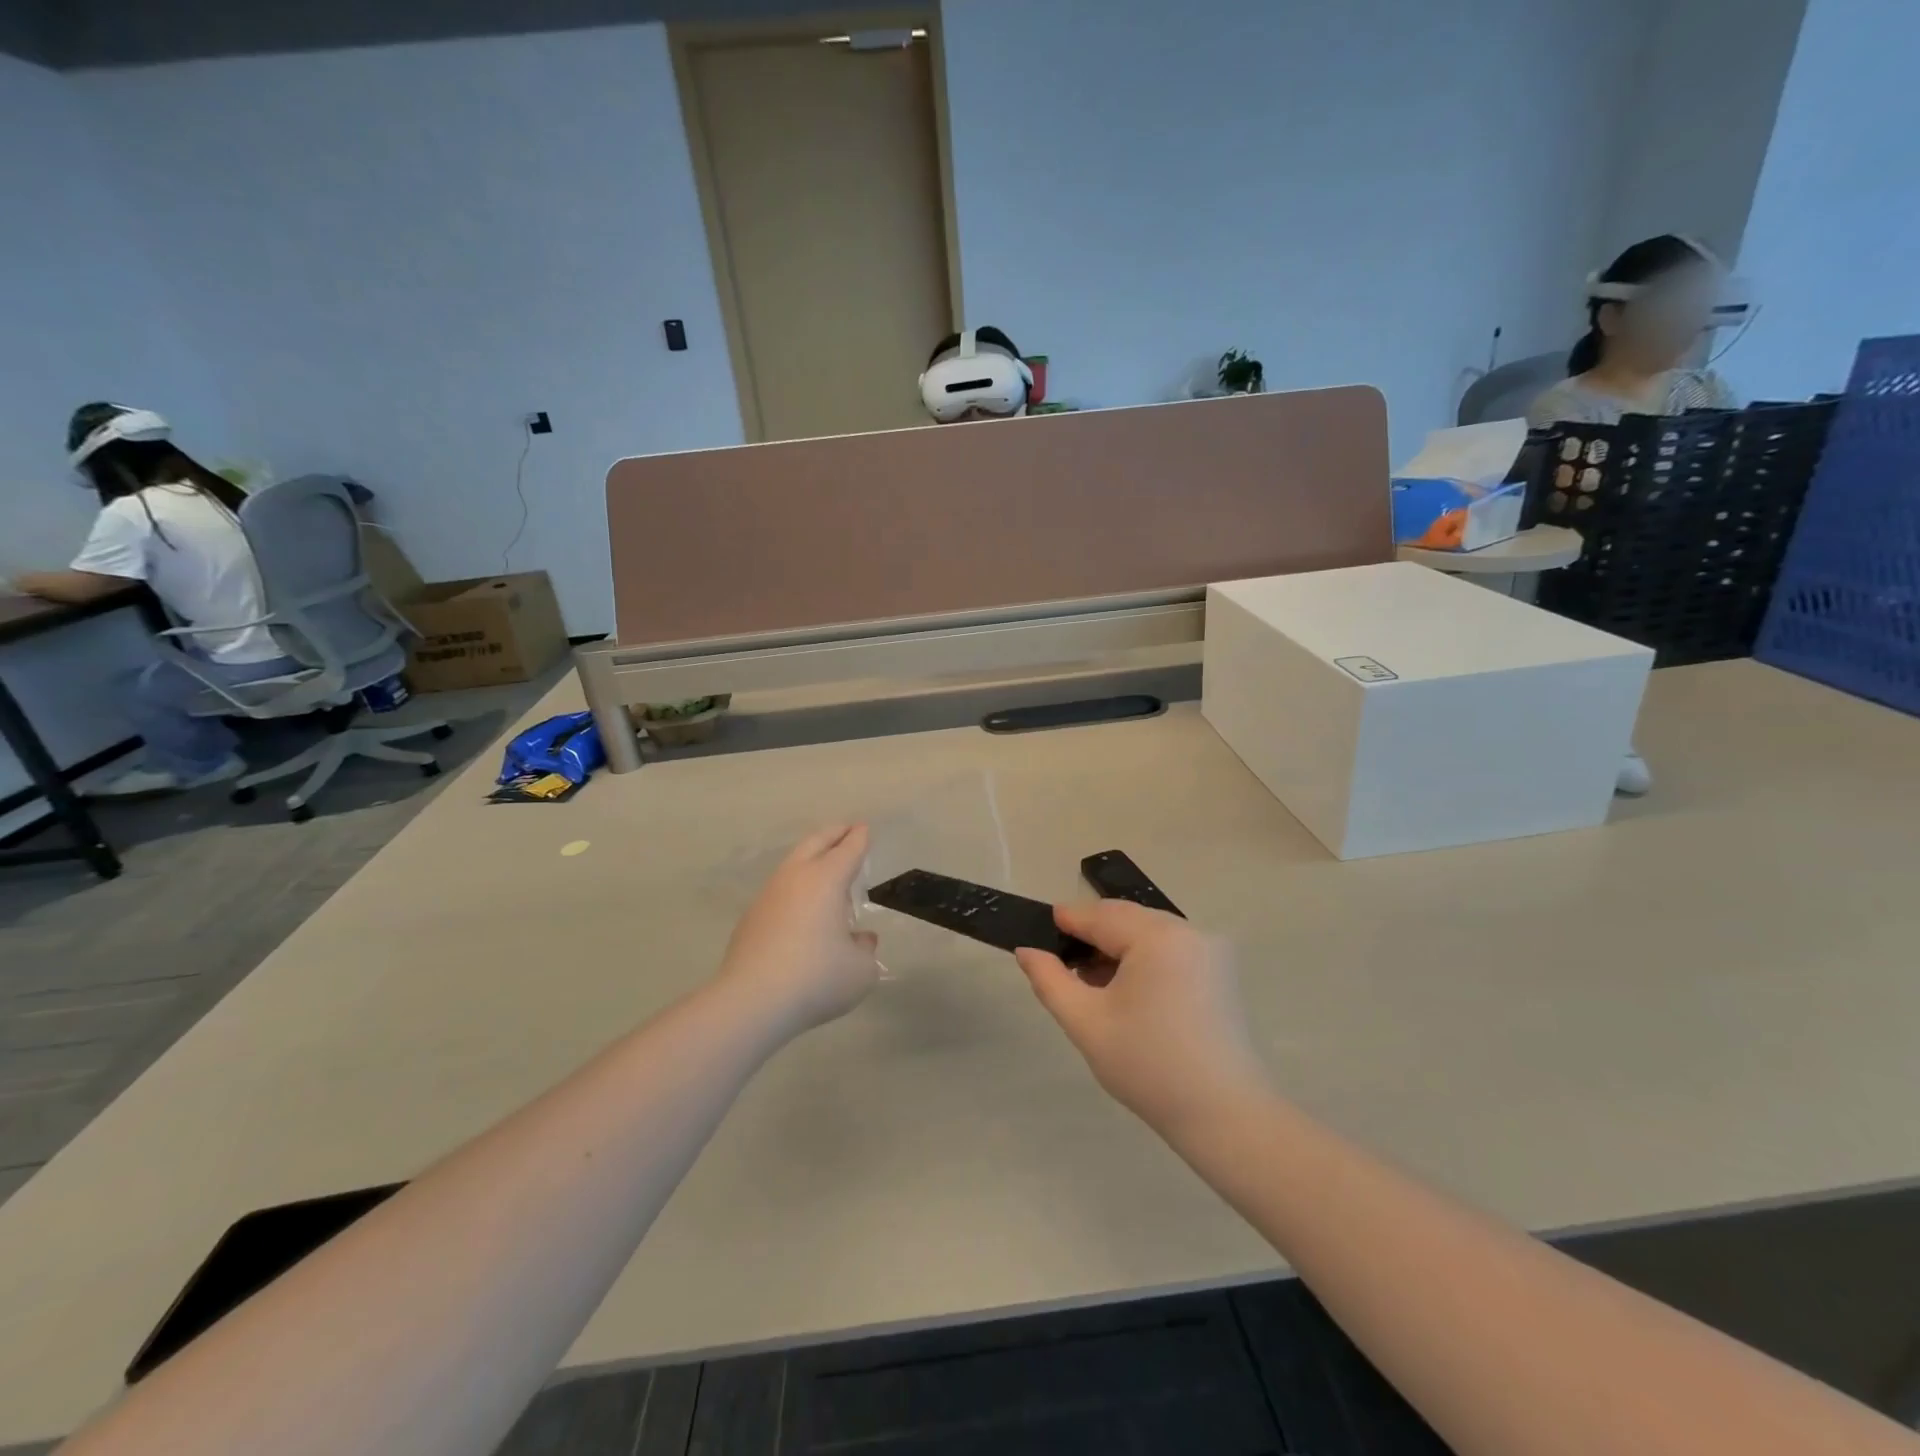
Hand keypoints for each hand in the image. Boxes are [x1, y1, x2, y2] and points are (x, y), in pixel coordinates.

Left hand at [718, 824, 879, 1037]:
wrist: (752, 1002)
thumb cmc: (817, 978)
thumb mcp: (860, 970)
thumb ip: (864, 949)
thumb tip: (859, 939)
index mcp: (826, 879)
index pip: (848, 849)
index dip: (859, 838)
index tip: (865, 829)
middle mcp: (795, 878)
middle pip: (815, 843)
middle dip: (833, 833)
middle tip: (846, 830)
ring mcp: (768, 896)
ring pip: (792, 865)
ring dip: (811, 860)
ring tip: (826, 871)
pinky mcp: (750, 919)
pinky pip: (779, 892)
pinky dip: (795, 889)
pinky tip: (801, 909)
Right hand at [1015, 901, 1267, 1135]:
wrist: (1224, 1115)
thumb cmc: (1149, 1066)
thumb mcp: (1087, 1023)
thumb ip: (1051, 981)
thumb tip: (1026, 951)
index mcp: (1157, 936)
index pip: (1100, 916)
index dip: (1067, 920)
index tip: (1038, 928)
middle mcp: (1188, 930)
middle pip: (1126, 919)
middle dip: (1092, 935)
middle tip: (1060, 962)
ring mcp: (1210, 949)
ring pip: (1148, 932)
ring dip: (1117, 947)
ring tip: (1089, 981)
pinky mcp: (1220, 970)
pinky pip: (1170, 948)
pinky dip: (1143, 958)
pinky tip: (1125, 989)